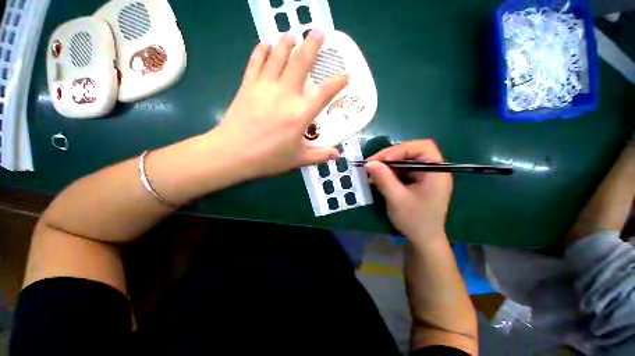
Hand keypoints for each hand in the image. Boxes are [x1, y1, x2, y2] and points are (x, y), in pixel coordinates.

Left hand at [215, 31, 348, 177]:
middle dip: (311, 45)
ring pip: (278, 56)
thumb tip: (337, 154)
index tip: (345, 75)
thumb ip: (319, 155)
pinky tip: (266, 43)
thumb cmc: (268, 158)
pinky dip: (262, 50)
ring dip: (287, 42)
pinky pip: (256, 61)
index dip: (337, 82)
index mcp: (300, 114)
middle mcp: (285, 95)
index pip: (324, 93)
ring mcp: (264, 87)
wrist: (233, 153)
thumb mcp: (298, 159)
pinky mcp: (248, 85)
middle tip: (318, 33)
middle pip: (300, 62)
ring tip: (293, 34)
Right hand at [365, 140, 452, 240]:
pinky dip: (389, 171)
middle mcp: (433, 170)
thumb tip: (368, 162)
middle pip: (412, 151)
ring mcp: (424, 175)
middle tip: (372, 163)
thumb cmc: (414, 220)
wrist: (423, 239)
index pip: (422, 147)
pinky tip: (379, 176)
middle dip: (390, 155)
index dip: (401, 149)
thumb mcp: (396, 199)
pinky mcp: (417, 181)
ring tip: (372, 169)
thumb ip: (383, 179)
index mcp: (436, 172)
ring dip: (387, 163)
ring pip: (404, 160)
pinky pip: (402, 169)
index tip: (382, 160)